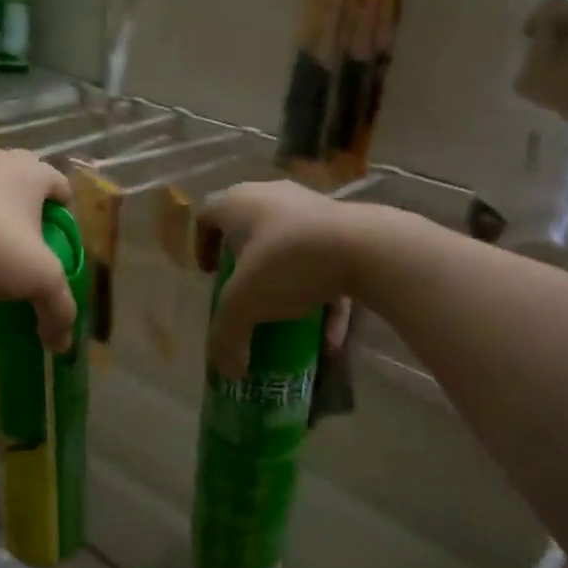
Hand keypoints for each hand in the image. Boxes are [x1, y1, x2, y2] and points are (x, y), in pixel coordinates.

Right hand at [199, 182, 364, 378]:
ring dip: (287, 284)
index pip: (207, 216)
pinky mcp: (347, 227)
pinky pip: (326, 263)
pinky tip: (328, 339)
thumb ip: (227, 336)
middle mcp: (272, 197)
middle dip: (245, 264)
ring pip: (290, 248)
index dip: (202, 246)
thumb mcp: (244, 304)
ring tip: (287, 319)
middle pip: (249, 230)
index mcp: (238, 203)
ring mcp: (312, 208)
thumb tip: (226, 371)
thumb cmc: (286, 263)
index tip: (209, 275)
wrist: (365, 247)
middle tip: (244, 292)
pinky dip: (324, 297)